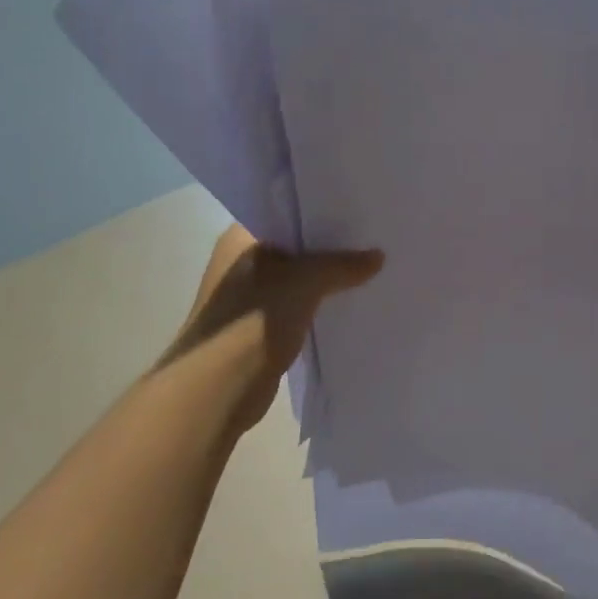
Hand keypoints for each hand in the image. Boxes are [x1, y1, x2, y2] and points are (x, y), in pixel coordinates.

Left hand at [160, 225, 382, 437]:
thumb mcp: (305, 281)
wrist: (218, 388)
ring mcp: (249, 297)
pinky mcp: (260, 328)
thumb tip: (379, 256)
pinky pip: (299, 306)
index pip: (286, 211)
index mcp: (240, 237)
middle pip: (295, 246)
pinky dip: (320, 306)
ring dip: (326, 279)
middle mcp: (242, 262)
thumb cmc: (252, 321)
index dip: (320, 211)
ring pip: (298, 279)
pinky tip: (350, 303)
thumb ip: (342, 265)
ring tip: (369, 269)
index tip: (357, 210)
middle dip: (330, 247)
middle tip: (372, 238)